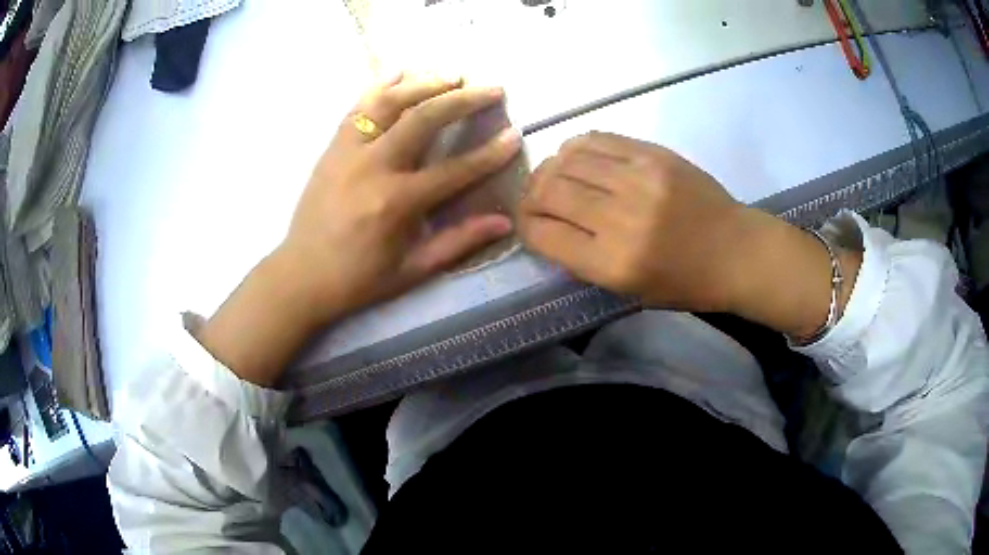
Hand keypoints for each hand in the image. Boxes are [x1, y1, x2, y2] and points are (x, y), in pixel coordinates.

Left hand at [282, 74, 520, 324]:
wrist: (301, 275)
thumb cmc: (359, 279)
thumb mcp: (413, 270)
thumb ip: (459, 242)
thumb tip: (504, 221)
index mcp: (396, 203)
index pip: (455, 170)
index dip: (490, 153)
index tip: (515, 135)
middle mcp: (373, 167)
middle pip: (424, 118)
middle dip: (463, 99)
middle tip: (492, 88)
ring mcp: (348, 152)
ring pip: (390, 102)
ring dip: (425, 83)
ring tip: (452, 75)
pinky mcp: (333, 147)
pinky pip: (358, 107)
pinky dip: (381, 85)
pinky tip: (401, 72)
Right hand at [520, 132, 861, 337]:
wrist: (737, 251)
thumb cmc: (685, 283)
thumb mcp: (628, 291)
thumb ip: (582, 259)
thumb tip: (546, 225)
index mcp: (614, 263)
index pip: (544, 234)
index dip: (526, 227)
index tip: (528, 224)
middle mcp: (621, 217)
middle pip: (549, 190)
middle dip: (531, 195)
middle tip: (535, 200)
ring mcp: (639, 178)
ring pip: (567, 159)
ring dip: (550, 168)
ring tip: (554, 177)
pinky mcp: (653, 154)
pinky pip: (598, 139)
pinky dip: (577, 147)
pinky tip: (578, 158)